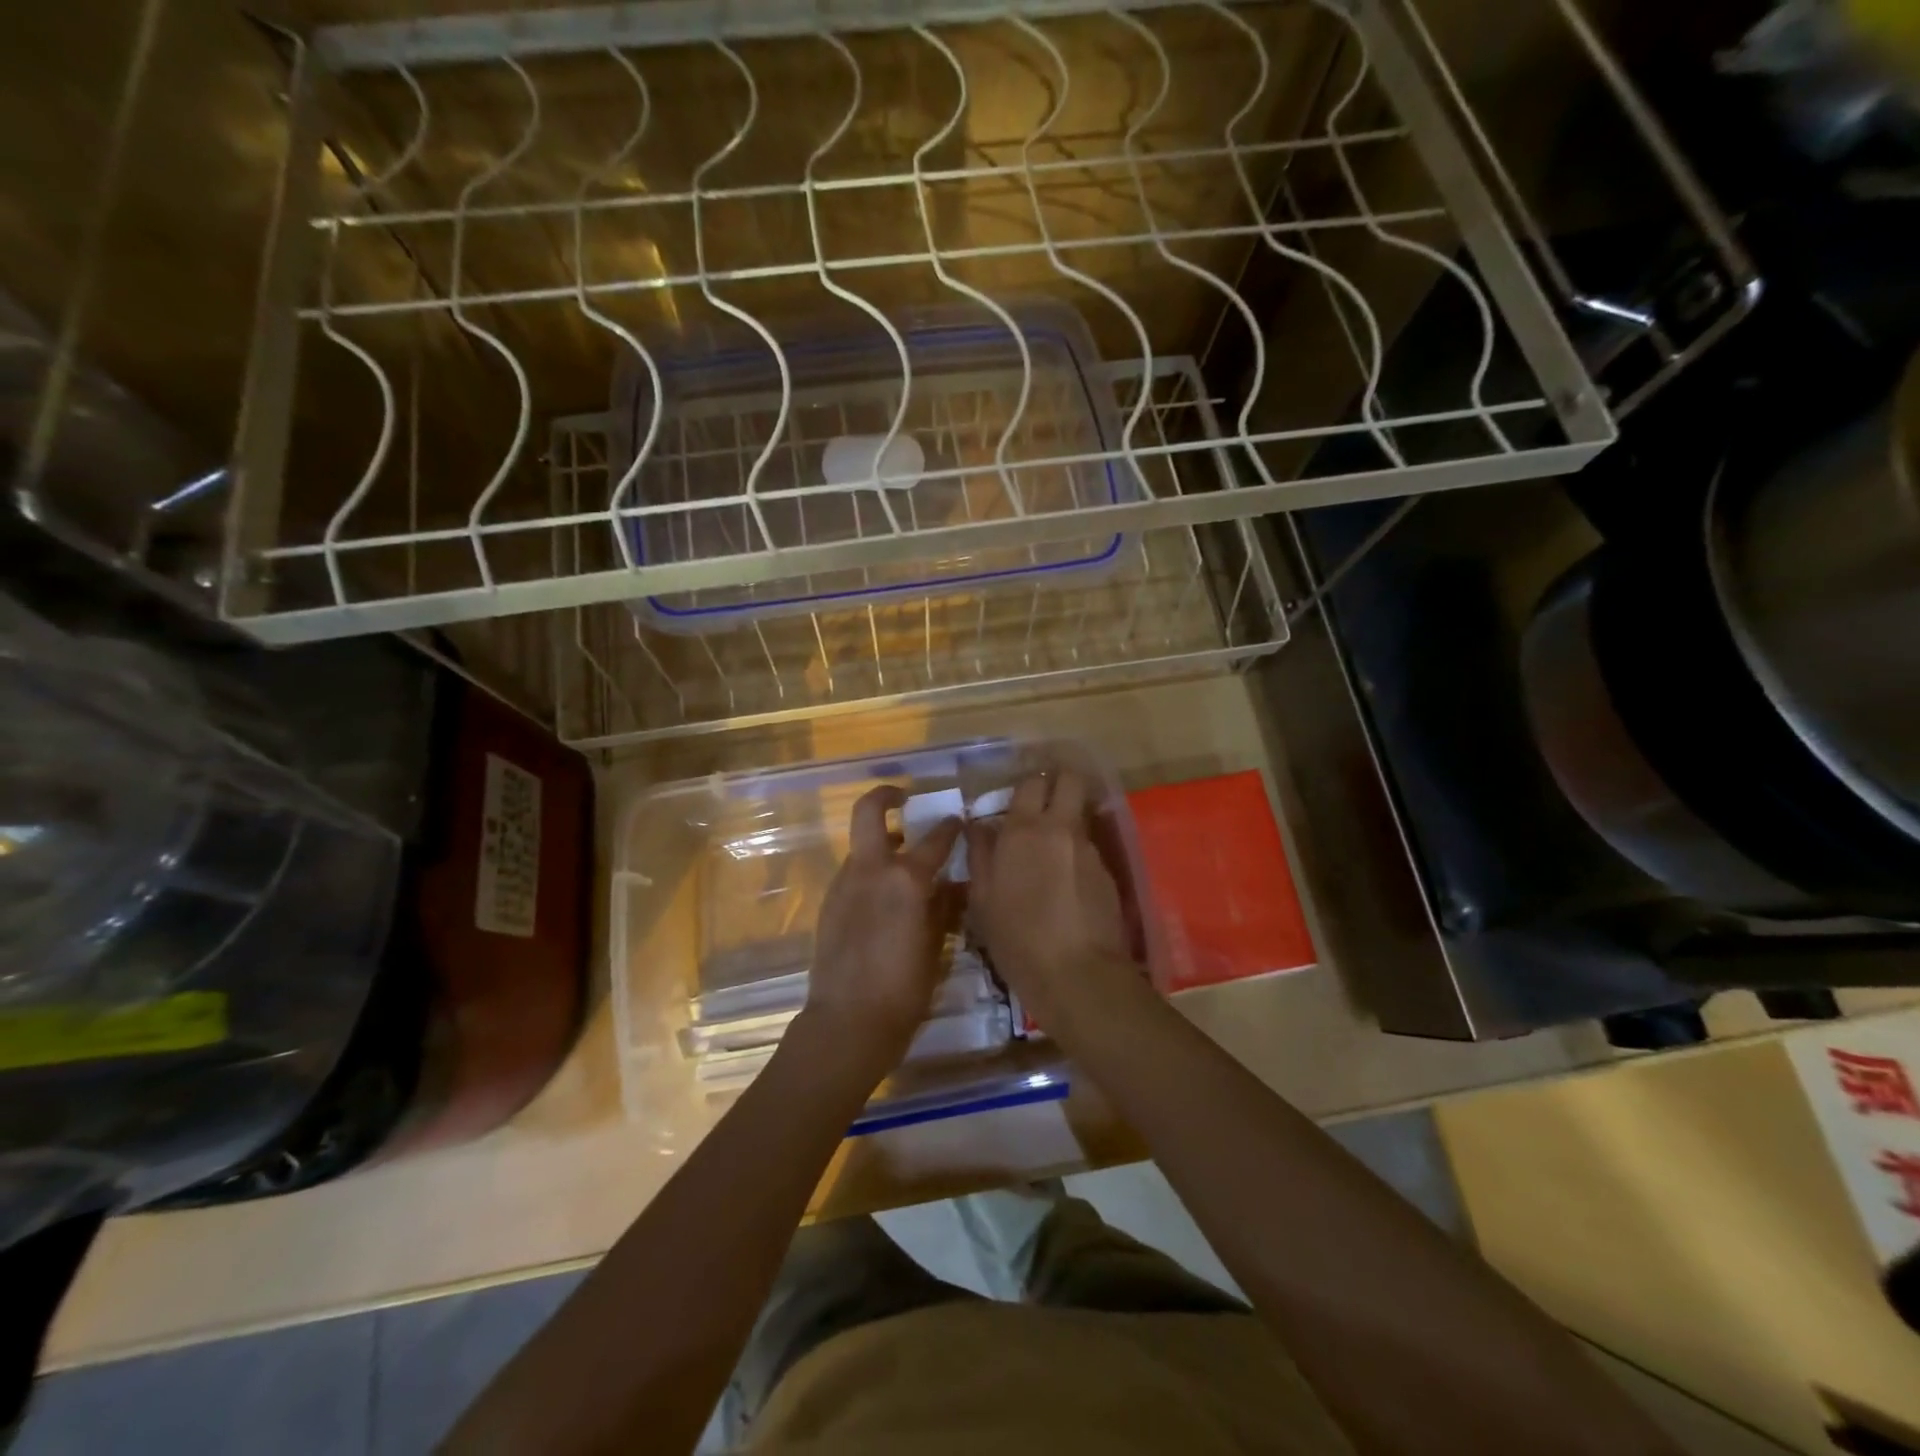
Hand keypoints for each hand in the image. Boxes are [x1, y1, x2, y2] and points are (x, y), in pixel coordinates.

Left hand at [804, 785, 961, 1082]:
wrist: (848, 1021)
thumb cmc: (904, 987)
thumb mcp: (937, 945)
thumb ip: (946, 906)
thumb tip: (956, 884)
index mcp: (905, 877)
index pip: (935, 837)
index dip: (951, 826)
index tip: (958, 821)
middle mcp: (871, 869)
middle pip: (869, 810)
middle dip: (886, 794)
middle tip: (905, 798)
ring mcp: (844, 883)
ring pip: (861, 845)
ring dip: (881, 842)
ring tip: (905, 862)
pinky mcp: (830, 902)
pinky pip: (854, 873)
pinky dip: (871, 872)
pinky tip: (886, 899)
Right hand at [966, 768, 1143, 1037]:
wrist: (1077, 975)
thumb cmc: (1017, 938)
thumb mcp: (982, 899)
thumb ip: (980, 855)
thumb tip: (979, 825)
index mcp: (1023, 830)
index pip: (1031, 782)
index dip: (1026, 783)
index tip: (1017, 794)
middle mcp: (1061, 828)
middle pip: (1070, 780)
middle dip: (1059, 781)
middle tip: (1042, 800)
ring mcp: (1089, 849)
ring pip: (1080, 815)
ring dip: (1066, 821)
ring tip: (1050, 852)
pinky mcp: (1108, 873)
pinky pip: (1088, 848)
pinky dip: (1076, 854)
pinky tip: (1066, 884)